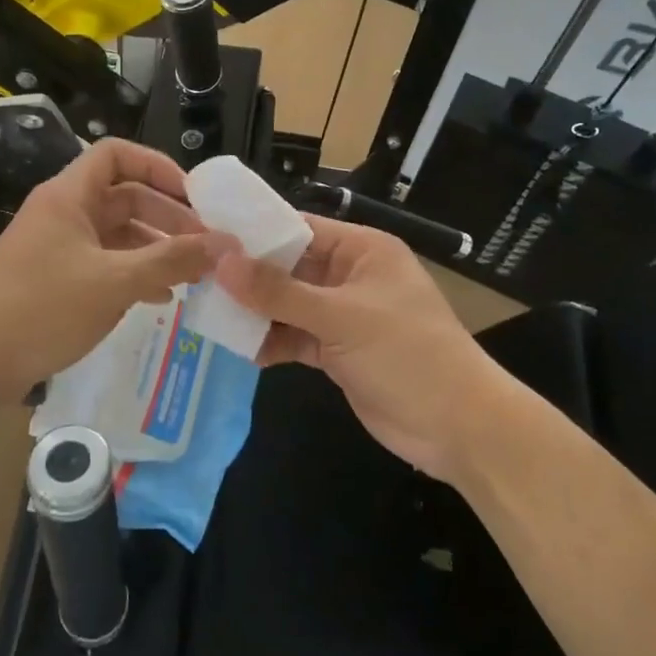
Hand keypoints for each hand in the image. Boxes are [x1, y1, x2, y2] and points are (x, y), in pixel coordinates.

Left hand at [0, 139, 234, 412]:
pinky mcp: (54, 278)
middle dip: (167, 216)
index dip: (157, 166)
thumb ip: (172, 260)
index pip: (116, 154)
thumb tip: (225, 244)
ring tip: (193, 274)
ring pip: (117, 233)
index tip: (193, 196)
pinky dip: (134, 272)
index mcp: (68, 196)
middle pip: (124, 196)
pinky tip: (161, 298)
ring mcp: (57, 246)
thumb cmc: (42, 310)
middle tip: (206, 244)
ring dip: (155, 248)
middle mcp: (62, 212)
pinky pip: (104, 262)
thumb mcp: (114, 282)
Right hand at [215, 217, 513, 484]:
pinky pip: (295, 337)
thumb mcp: (341, 318)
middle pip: (290, 267)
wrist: (459, 428)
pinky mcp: (338, 351)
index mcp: (362, 250)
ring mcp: (344, 316)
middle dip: (249, 275)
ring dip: (256, 311)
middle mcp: (350, 276)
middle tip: (196, 276)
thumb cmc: (407, 355)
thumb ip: (279, 292)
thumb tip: (221, 260)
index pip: (300, 227)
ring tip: (208, 311)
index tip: (207, 234)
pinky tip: (240, 348)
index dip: (255, 232)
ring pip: (289, 305)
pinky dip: (272, 342)